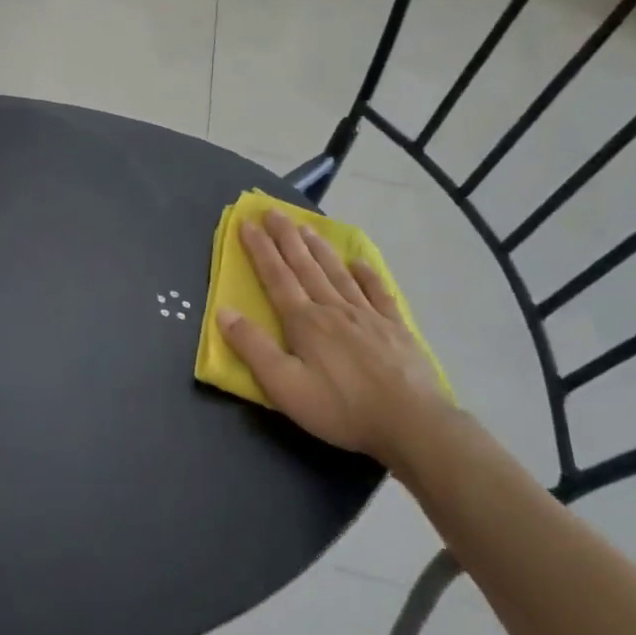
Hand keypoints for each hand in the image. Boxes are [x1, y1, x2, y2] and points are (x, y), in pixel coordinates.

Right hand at [218, 212, 448, 466]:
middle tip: (274, 211)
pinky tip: (359, 263)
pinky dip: (366, 275)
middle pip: (305, 266)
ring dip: (319, 248)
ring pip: (337, 273)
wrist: (411, 422)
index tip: (247, 223)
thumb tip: (224, 311)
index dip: (260, 249)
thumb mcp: (284, 386)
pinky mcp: (395, 329)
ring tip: (307, 227)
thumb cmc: (340, 407)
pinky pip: (377, 292)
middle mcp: (333, 309)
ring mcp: (368, 316)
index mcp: (304, 321)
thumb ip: (253, 348)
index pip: (276, 277)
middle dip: (286, 237)